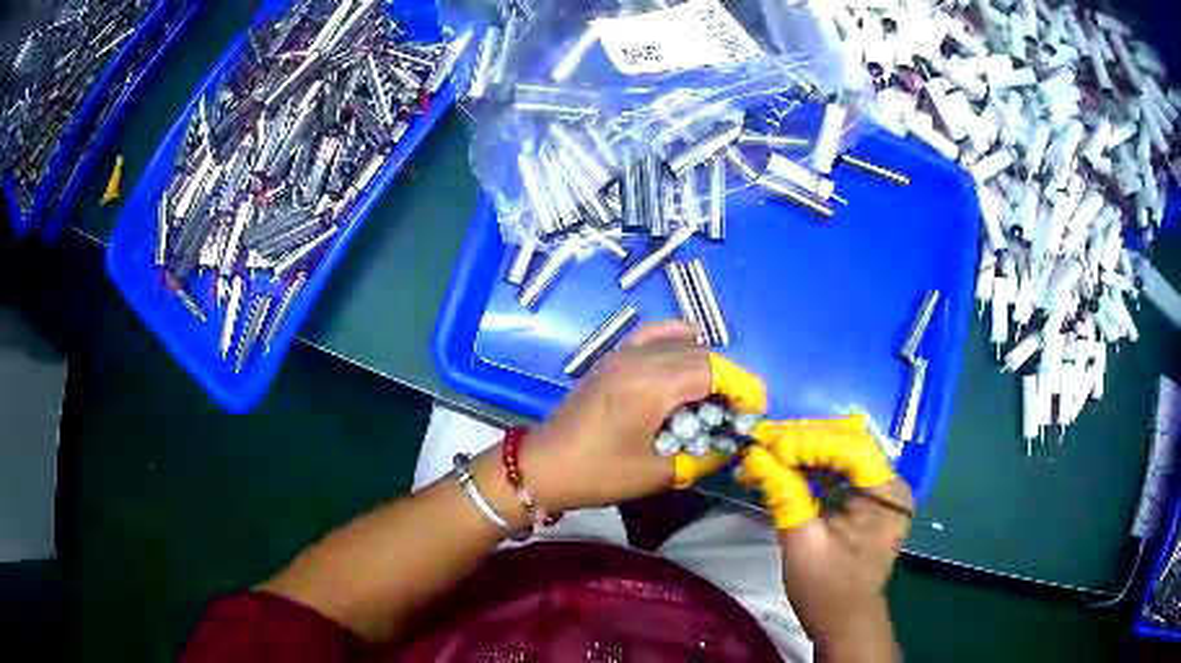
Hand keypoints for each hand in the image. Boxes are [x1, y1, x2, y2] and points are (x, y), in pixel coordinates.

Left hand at [519, 321, 766, 512]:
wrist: (543, 466)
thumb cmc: (598, 474)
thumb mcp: (655, 474)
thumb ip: (699, 458)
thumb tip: (728, 446)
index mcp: (651, 387)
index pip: (712, 371)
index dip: (741, 385)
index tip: (756, 406)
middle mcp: (639, 361)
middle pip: (699, 354)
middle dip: (727, 377)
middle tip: (738, 407)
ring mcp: (621, 354)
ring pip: (677, 343)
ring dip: (704, 360)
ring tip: (716, 389)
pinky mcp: (611, 358)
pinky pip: (650, 335)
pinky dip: (675, 336)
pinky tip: (689, 344)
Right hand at [739, 417, 912, 658]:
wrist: (844, 621)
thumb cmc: (826, 590)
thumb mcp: (802, 543)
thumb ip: (784, 494)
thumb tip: (755, 455)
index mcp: (886, 494)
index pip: (849, 447)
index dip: (807, 440)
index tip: (765, 441)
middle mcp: (891, 482)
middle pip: (847, 444)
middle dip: (803, 442)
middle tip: (760, 442)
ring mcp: (881, 489)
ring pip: (842, 453)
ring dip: (804, 452)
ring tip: (766, 452)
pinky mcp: (869, 498)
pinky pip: (841, 471)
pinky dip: (812, 468)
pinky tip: (785, 467)